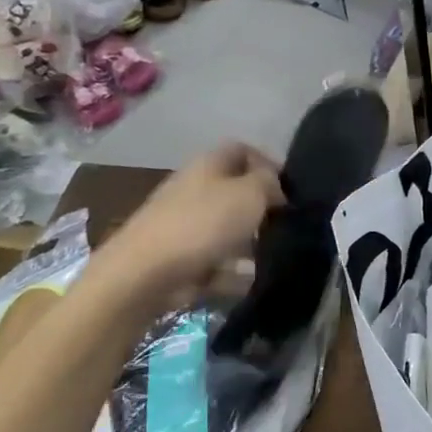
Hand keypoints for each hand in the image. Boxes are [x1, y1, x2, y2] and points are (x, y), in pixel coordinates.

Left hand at [98, 143, 284, 295]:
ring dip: (249, 243)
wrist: (143, 274)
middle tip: (283, 224)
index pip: (242, 150)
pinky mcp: (178, 258)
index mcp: (208, 164)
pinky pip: (214, 260)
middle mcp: (193, 188)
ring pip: (226, 228)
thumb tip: (273, 186)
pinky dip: (231, 272)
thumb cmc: (202, 224)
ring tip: (271, 258)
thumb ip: (269, 183)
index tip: (288, 188)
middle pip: (235, 192)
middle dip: (260, 208)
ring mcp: (183, 224)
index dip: (267, 163)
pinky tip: (247, 281)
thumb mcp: (249, 193)